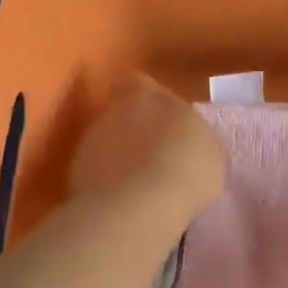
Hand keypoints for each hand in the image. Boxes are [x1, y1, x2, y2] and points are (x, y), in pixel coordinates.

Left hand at [71, 75, 227, 220]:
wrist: (143, 203)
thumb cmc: (189, 169)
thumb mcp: (212, 153)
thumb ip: (197, 140)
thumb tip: (192, 145)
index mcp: (153, 97)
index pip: (140, 83)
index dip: (146, 98)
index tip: (158, 117)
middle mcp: (117, 110)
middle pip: (122, 113)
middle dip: (134, 130)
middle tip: (153, 156)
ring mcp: (92, 139)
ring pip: (106, 141)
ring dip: (118, 156)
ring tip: (138, 185)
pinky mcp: (76, 170)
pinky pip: (94, 170)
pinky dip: (105, 181)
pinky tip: (122, 200)